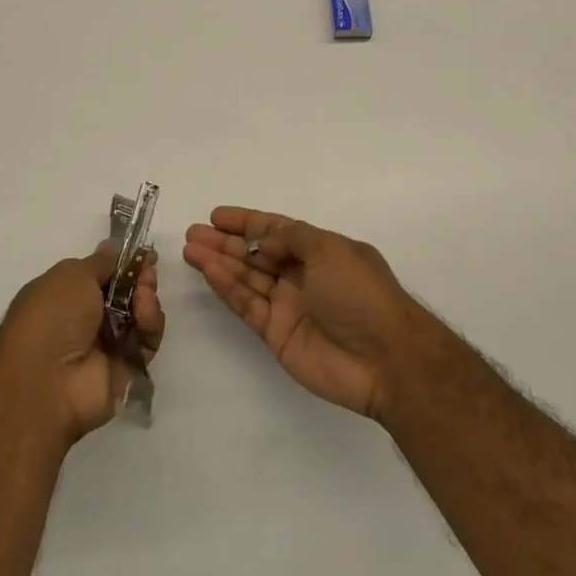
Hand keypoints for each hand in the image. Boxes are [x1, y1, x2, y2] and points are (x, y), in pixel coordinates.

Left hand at [0, 242, 164, 443]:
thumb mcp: (72, 274)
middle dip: (139, 279)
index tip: (143, 254)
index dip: (123, 263)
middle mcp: (84, 319)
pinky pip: (147, 341)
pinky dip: (150, 326)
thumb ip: (101, 262)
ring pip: (139, 315)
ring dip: (146, 300)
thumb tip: (112, 248)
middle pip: (125, 293)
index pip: (101, 274)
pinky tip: (144, 317)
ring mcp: (105, 346)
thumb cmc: (53, 316)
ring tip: (143, 298)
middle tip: (147, 273)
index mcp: (64, 294)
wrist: (48, 381)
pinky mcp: (126, 368)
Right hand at [183, 208, 420, 419]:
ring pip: (247, 278)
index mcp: (321, 251)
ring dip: (219, 262)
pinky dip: (227, 286)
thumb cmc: (361, 293)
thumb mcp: (330, 250)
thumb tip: (263, 239)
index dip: (247, 222)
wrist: (386, 359)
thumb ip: (291, 238)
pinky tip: (207, 269)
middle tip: (193, 232)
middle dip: (226, 242)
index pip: (278, 230)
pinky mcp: (277, 334)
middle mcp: (303, 276)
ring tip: (190, 248)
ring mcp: (289, 306)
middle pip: (257, 254)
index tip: (217, 216)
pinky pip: (247, 304)